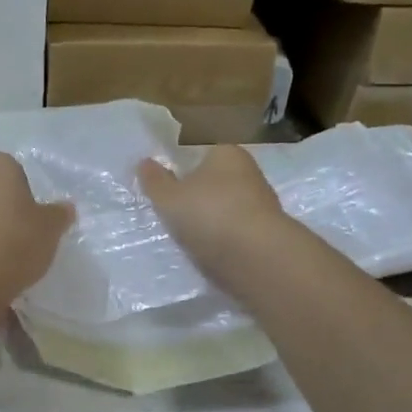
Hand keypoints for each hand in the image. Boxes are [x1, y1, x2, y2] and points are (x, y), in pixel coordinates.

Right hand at [138, 146, 289, 284]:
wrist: (257, 259)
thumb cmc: (209, 214)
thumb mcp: (169, 197)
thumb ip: (155, 180)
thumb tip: (144, 162)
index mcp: (227, 153)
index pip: (203, 152)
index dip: (183, 168)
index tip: (167, 186)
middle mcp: (250, 173)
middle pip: (216, 181)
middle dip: (198, 195)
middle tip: (172, 212)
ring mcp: (262, 205)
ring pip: (227, 208)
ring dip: (210, 220)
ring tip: (187, 236)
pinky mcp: (267, 235)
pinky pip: (236, 232)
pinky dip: (222, 240)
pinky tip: (208, 252)